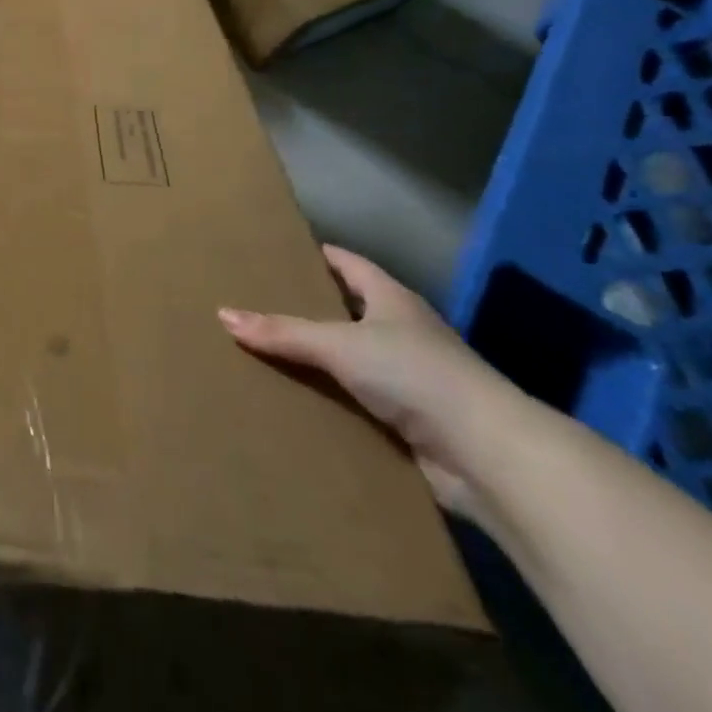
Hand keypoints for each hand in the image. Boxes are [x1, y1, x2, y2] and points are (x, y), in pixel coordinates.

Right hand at [218, 246, 524, 519]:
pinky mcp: (413, 423)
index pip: (347, 264)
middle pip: (348, 312)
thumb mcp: (339, 345)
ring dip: (319, 363)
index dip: (316, 256)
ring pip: (353, 362)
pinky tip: (298, 405)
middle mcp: (403, 333)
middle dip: (308, 311)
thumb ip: (282, 333)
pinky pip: (360, 404)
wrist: (488, 456)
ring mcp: (411, 380)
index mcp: (391, 299)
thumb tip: (223, 315)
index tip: (276, 254)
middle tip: (256, 307)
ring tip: (266, 356)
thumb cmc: (414, 374)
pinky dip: (333, 403)